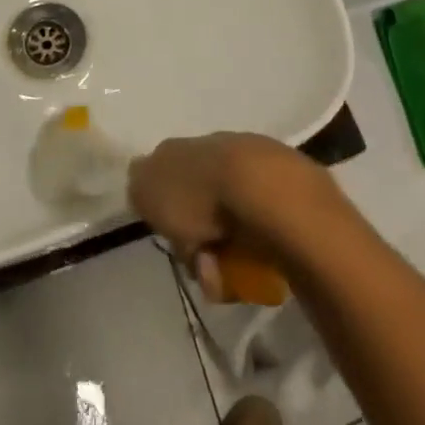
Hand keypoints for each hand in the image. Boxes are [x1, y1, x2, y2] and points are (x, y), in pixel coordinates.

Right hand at [128, 132, 333, 298]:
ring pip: (227, 223)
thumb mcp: (148, 188)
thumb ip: (140, 185)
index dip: (165, 212)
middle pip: (199, 206)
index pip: (167, 179)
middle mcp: (218, 150)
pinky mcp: (284, 191)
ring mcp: (254, 168)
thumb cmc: (199, 194)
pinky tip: (251, 269)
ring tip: (225, 276)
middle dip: (196, 240)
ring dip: (222, 254)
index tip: (171, 235)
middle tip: (200, 265)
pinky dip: (250, 253)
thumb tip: (144, 183)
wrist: (265, 192)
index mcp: (185, 147)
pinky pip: (257, 231)